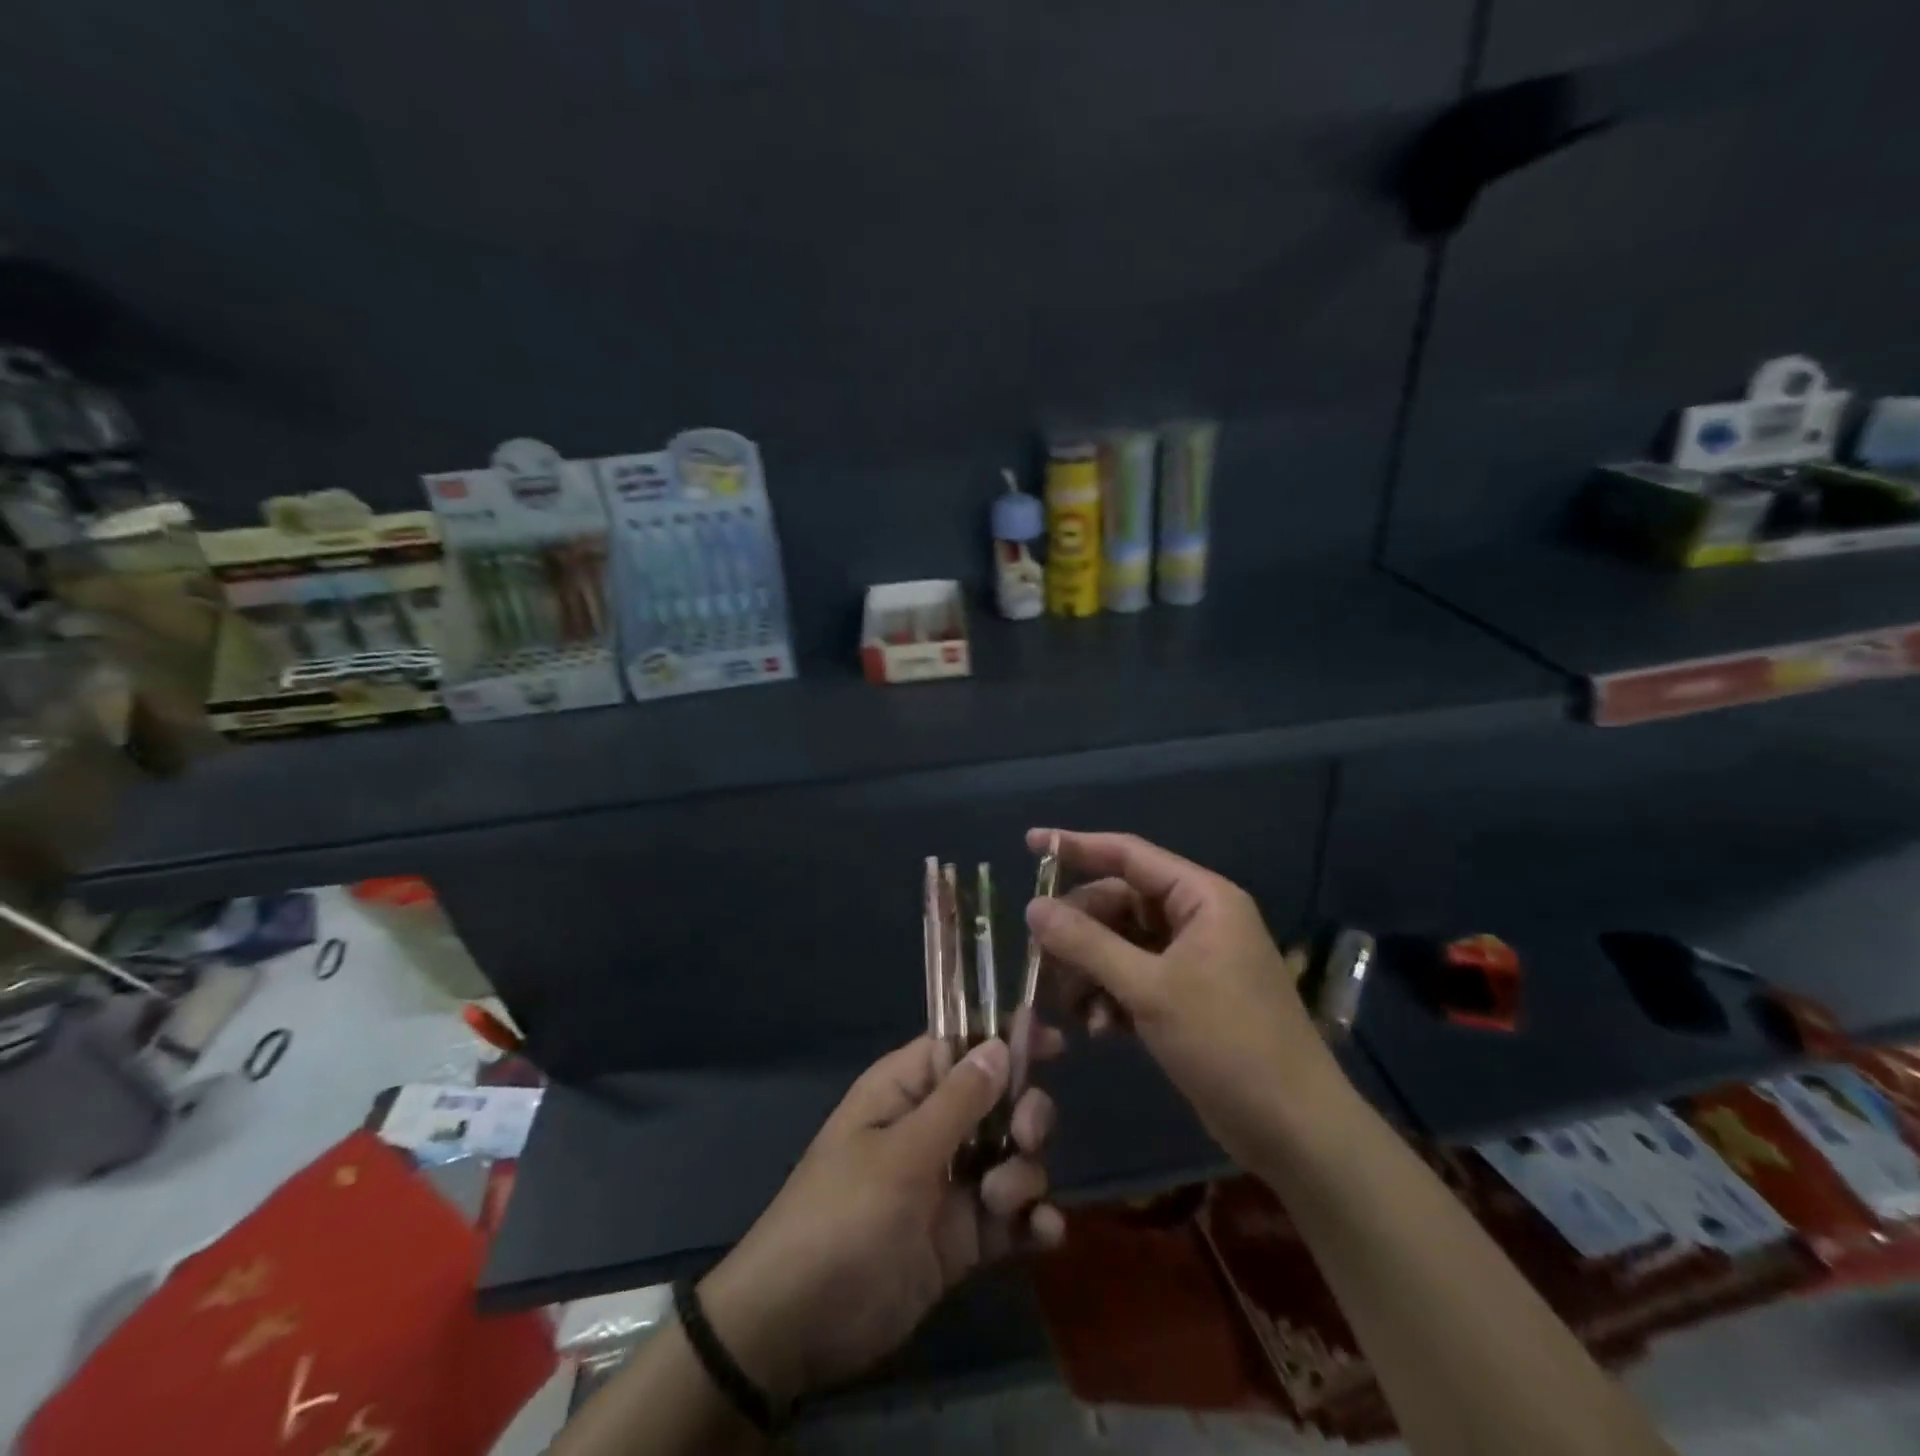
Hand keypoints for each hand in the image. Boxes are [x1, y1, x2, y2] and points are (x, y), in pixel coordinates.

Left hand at [696, 1036, 1062, 1405]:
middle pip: (999, 1101)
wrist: (798, 1325)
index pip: (963, 1047)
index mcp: (906, 1091)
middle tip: (1025, 1136)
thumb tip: (1001, 1044)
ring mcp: (949, 1184)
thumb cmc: (842, 1216)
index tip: (1055, 1042)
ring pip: (1011, 1157)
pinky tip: (1044, 1234)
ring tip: (1002, 1202)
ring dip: (1024, 1174)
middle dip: (1024, 1114)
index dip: (1007, 1040)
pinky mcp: (962, 1238)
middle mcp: (932, 1129)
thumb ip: (958, 1102)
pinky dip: (1032, 1222)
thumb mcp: (901, 1155)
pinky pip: (1010, 1218)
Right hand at [1023, 828, 1347, 1164]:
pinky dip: (1111, 997)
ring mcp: (1192, 960)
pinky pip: (1133, 979)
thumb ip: (1087, 944)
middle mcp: (1196, 920)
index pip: (1129, 855)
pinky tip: (1098, 1029)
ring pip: (1120, 945)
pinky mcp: (1186, 998)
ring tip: (1069, 1007)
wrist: (1294, 1131)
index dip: (1076, 847)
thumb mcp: (1150, 989)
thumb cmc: (1228, 1043)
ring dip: (1090, 971)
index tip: (1030, 843)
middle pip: (1118, 905)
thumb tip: (1033, 907)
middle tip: (1040, 960)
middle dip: (1078, 933)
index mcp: (1201, 898)